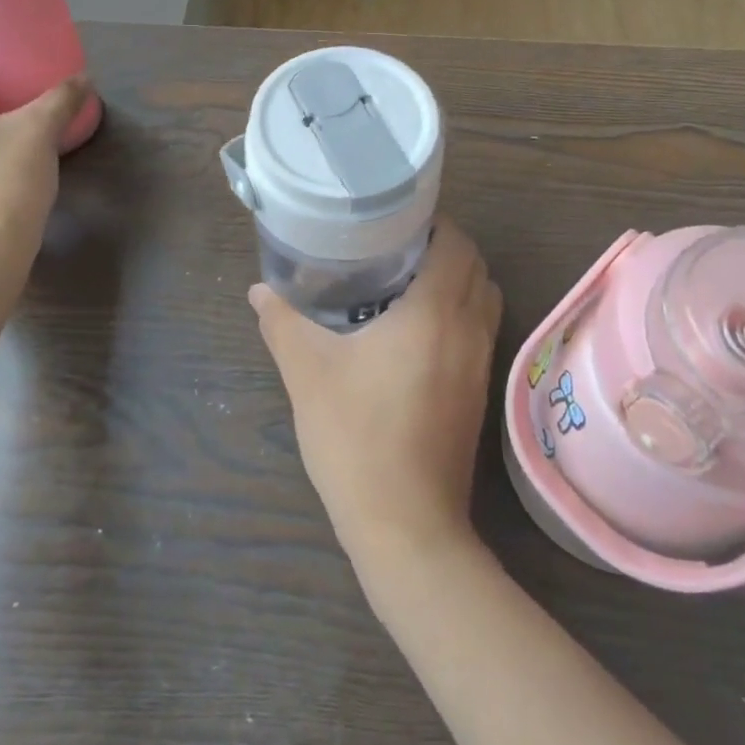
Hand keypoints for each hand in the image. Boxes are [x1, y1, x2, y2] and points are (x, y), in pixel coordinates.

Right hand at [249, 218, 502, 568]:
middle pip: (476, 268)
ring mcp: (480, 364)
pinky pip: (480, 332)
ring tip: (408, 283)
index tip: (398, 220)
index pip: (457, 245)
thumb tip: (259, 291)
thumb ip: (283, 323)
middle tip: (397, 246)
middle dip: (446, 248)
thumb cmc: (356, 436)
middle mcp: (468, 330)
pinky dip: (460, 315)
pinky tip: (417, 333)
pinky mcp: (478, 394)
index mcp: (435, 312)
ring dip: (458, 281)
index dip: (435, 223)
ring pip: (484, 300)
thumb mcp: (307, 372)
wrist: (406, 524)